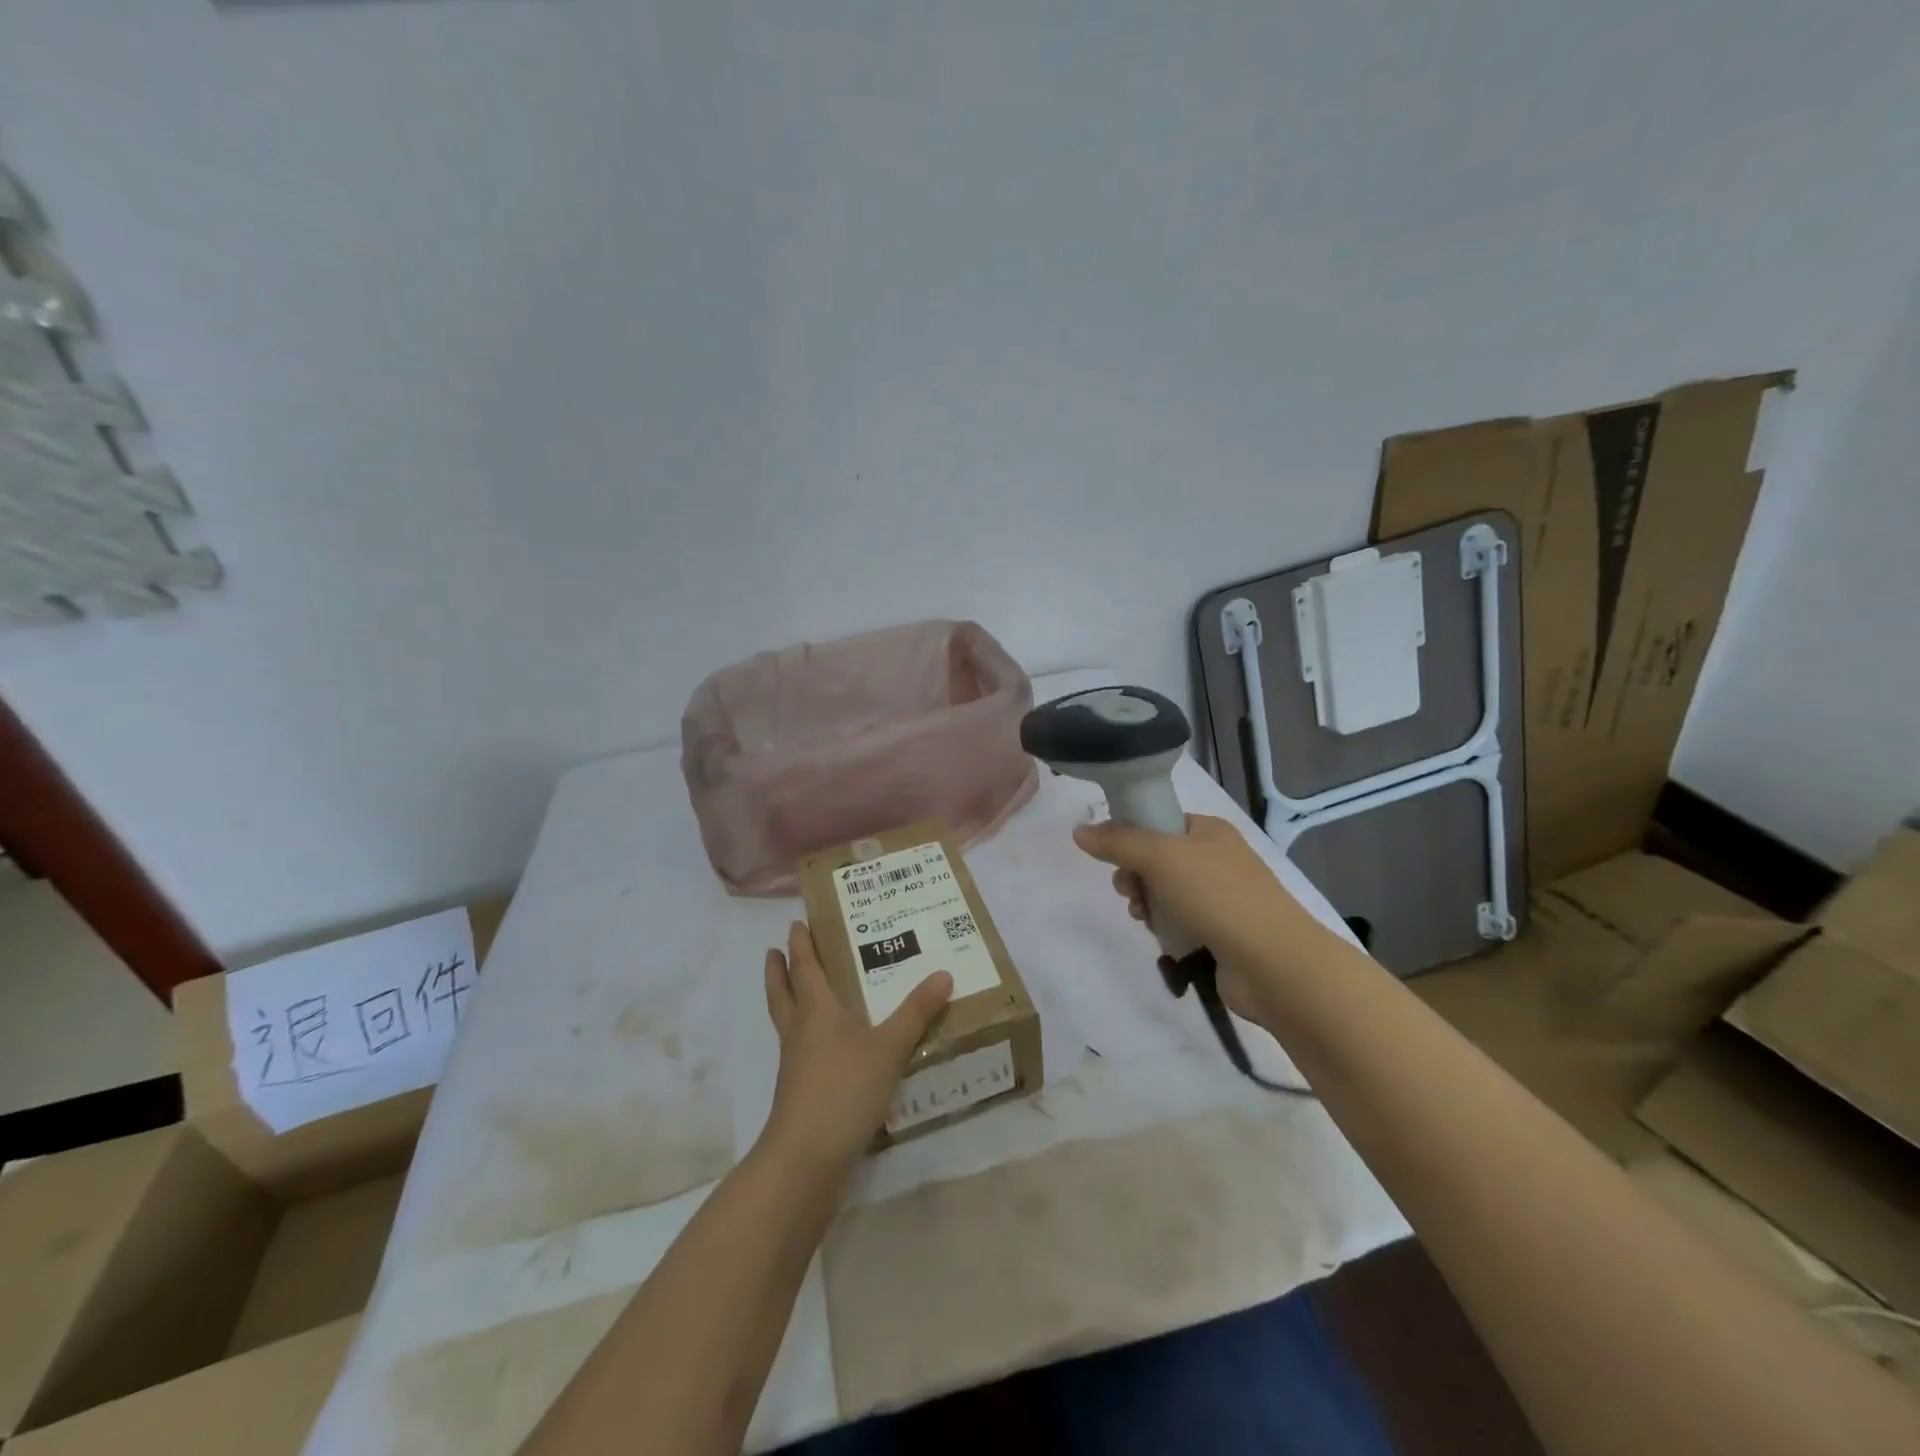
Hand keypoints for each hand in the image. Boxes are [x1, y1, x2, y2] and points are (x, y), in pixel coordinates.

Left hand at [758, 921, 952, 1178]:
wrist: (806, 1159)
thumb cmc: (844, 1089)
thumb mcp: (889, 1047)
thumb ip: (916, 1012)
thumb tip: (944, 973)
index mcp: (816, 1010)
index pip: (805, 967)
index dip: (800, 944)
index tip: (795, 922)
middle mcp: (800, 1030)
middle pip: (783, 992)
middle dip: (780, 970)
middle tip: (776, 950)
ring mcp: (796, 1064)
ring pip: (787, 1021)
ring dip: (788, 1000)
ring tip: (800, 991)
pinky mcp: (800, 1092)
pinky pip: (800, 1051)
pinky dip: (808, 1037)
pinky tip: (828, 1046)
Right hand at [1072, 813, 1344, 1021]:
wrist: (1274, 963)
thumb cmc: (1218, 896)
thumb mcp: (1160, 857)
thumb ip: (1118, 842)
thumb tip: (1079, 831)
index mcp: (1208, 830)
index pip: (1158, 821)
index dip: (1131, 836)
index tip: (1114, 858)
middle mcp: (1216, 858)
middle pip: (1157, 859)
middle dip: (1135, 876)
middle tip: (1129, 892)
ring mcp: (1221, 897)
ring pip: (1165, 893)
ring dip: (1148, 905)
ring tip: (1144, 919)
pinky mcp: (1221, 933)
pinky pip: (1179, 923)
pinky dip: (1166, 929)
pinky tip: (1163, 940)